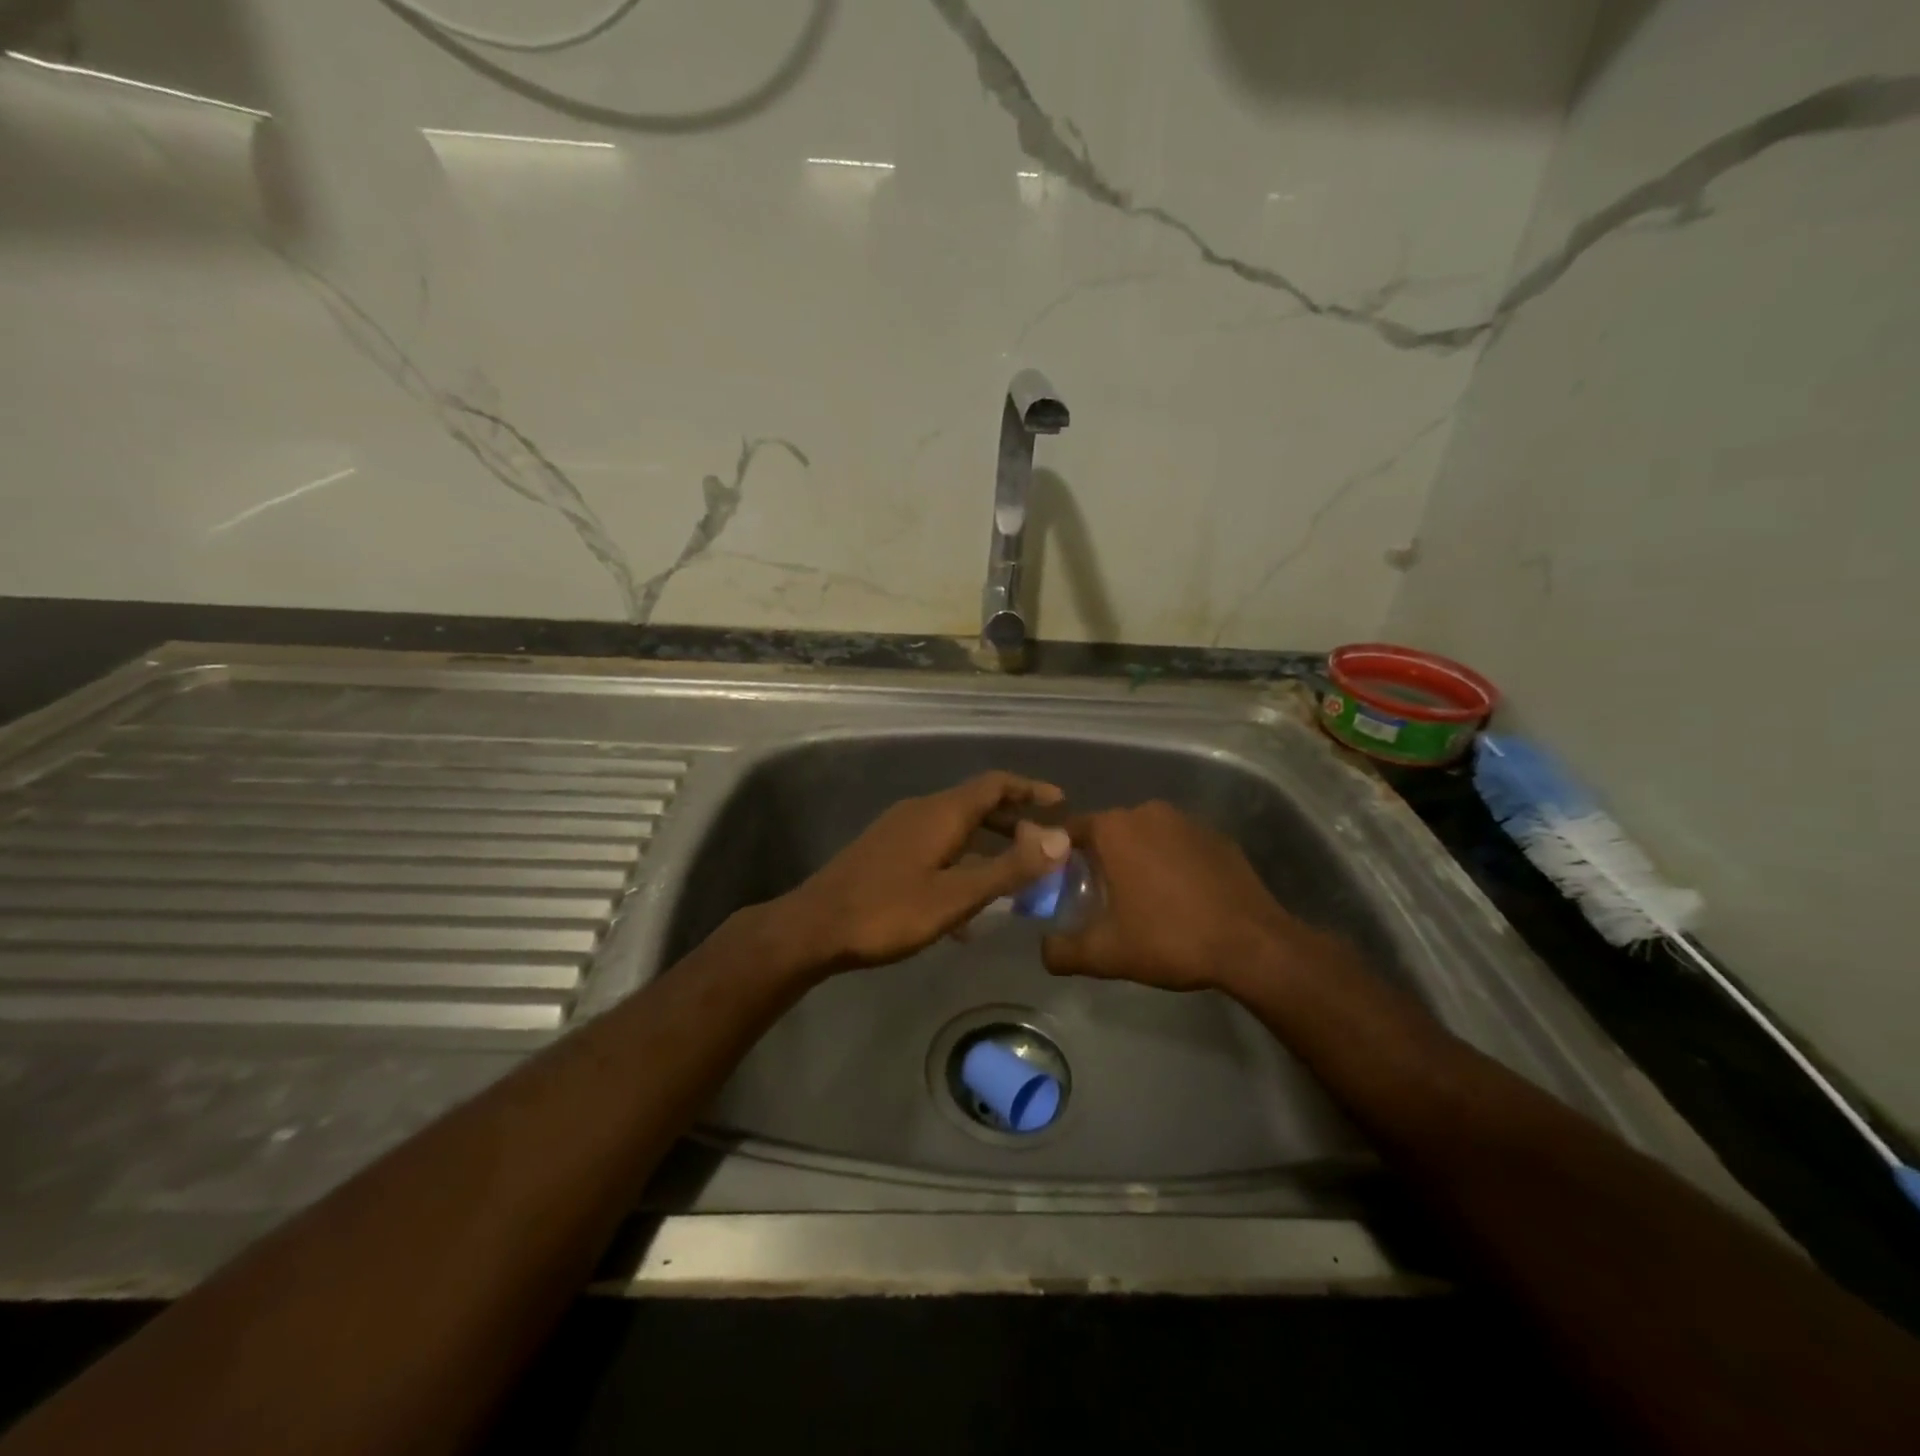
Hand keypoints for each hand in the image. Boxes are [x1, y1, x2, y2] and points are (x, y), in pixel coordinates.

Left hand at [777, 771, 1070, 974]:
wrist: (814, 927)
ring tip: (1013, 877)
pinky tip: (965, 909)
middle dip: (1013, 820)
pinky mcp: (885, 851)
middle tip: (1044, 845)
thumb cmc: (889, 911)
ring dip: (988, 845)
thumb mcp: (956, 895)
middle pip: (977, 804)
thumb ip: (1009, 868)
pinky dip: (961, 863)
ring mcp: (900, 829)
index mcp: (942, 812)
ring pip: (956, 828)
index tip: (1061, 804)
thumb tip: (1059, 839)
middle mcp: (922, 810)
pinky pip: (936, 846)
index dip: (1031, 789)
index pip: (995, 784)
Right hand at [1041, 800, 1309, 992]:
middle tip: (1098, 898)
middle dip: (1099, 859)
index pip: (1069, 831)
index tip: (1059, 885)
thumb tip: (1044, 949)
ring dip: (1137, 859)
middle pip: (1108, 832)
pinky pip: (1178, 844)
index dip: (1058, 856)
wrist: (1252, 944)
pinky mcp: (1217, 836)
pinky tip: (1180, 897)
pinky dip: (1171, 863)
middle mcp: (1147, 812)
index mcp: (1114, 829)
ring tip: (1141, 900)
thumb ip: (1061, 951)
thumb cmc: (1169, 939)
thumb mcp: (1105, 954)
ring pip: (1145, 836)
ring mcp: (1187, 821)